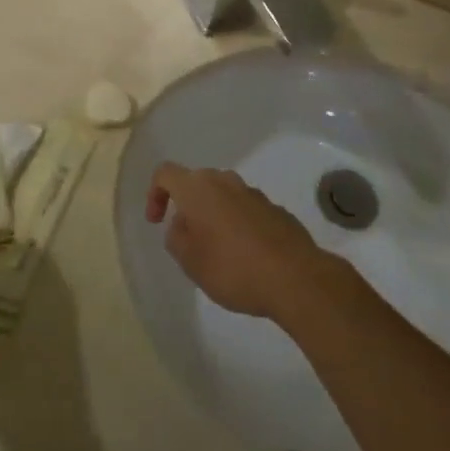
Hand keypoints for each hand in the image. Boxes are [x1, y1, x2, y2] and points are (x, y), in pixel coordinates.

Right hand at [146, 164, 334, 321]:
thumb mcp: (189, 260)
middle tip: (188, 240)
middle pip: (197, 183)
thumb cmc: (232, 267)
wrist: (295, 277)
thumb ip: (176, 236)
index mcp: (198, 188)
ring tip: (218, 252)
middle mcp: (225, 181)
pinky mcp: (276, 210)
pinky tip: (246, 256)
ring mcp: (254, 193)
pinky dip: (239, 226)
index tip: (157, 221)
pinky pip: (247, 211)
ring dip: (215, 216)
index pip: (166, 173)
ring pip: (224, 197)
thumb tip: (182, 223)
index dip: (155, 194)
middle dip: (188, 207)